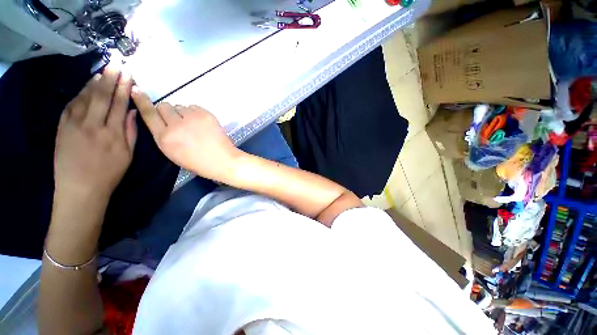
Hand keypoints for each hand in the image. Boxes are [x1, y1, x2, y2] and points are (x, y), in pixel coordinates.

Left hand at [54, 66, 136, 201]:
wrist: (81, 188)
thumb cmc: (109, 173)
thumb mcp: (128, 155)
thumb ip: (131, 132)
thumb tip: (133, 112)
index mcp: (113, 134)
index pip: (119, 105)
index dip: (124, 88)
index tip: (128, 75)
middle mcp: (94, 125)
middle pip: (102, 96)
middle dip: (110, 78)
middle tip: (116, 64)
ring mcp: (75, 124)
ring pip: (85, 97)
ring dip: (95, 82)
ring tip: (103, 71)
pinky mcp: (62, 127)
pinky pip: (71, 104)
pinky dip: (79, 93)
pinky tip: (86, 86)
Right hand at [131, 87, 237, 180]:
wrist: (222, 160)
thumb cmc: (198, 162)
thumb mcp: (173, 153)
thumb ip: (164, 135)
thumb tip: (160, 119)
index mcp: (164, 139)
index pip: (148, 114)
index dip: (142, 101)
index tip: (136, 90)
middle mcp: (175, 126)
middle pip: (164, 106)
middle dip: (168, 112)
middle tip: (178, 121)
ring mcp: (192, 118)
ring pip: (179, 106)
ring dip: (183, 113)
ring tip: (193, 125)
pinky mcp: (206, 115)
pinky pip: (194, 107)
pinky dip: (195, 113)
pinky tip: (202, 124)